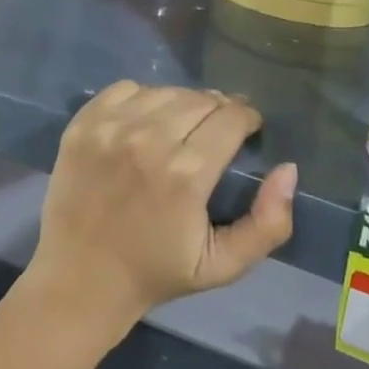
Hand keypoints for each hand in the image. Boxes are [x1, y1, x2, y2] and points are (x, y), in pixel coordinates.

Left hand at [26, 82, 296, 343]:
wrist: (80, 279)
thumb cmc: (155, 272)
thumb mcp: (223, 265)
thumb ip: (268, 223)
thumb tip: (289, 169)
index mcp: (186, 174)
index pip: (231, 117)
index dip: (247, 118)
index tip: (248, 128)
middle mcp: (147, 140)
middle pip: (200, 99)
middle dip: (219, 110)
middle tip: (218, 130)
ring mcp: (110, 128)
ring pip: (165, 90)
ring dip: (182, 103)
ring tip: (183, 125)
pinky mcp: (83, 123)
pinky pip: (125, 89)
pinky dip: (143, 98)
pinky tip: (145, 121)